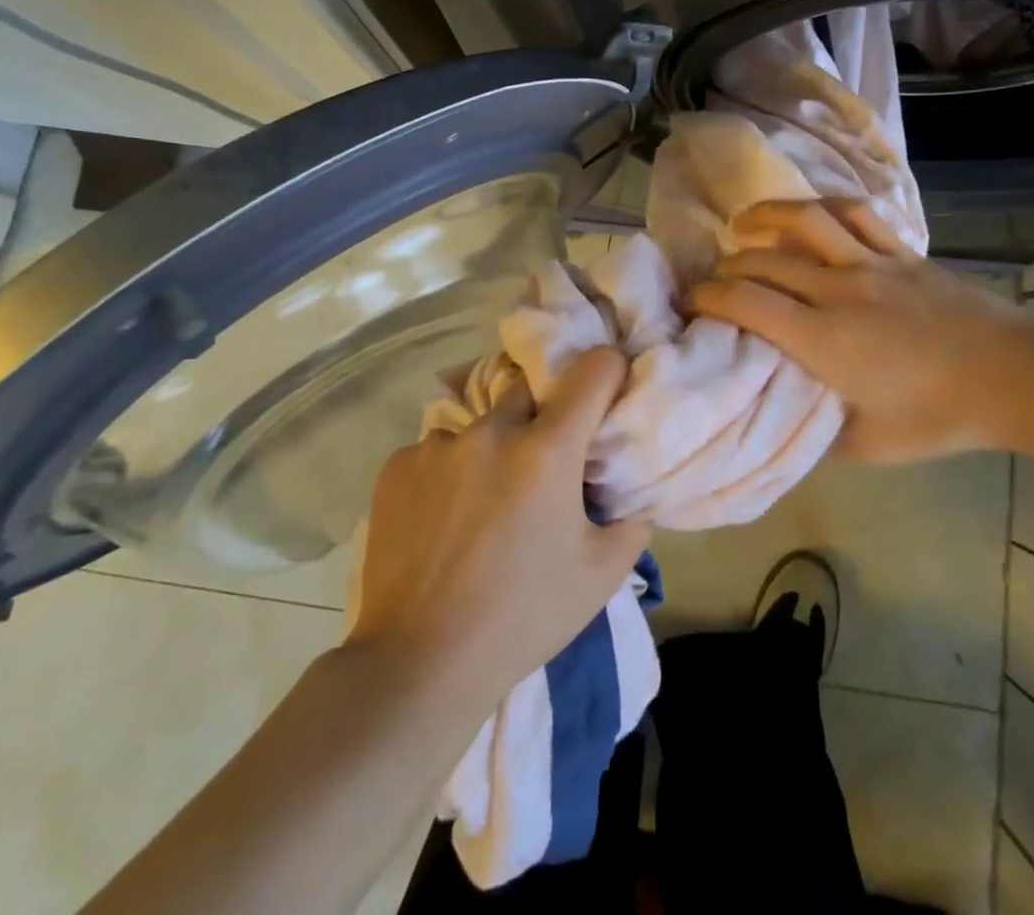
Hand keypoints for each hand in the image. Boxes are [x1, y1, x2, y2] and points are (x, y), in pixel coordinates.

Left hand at [347, 348, 651, 709]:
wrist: (419, 663)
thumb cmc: (523, 617)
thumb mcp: (600, 576)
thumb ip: (631, 522)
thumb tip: (636, 494)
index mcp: (547, 450)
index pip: (593, 370)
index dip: (609, 372)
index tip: (609, 390)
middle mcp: (492, 432)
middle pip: (530, 390)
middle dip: (544, 415)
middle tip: (543, 463)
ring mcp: (437, 446)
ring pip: (480, 425)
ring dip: (492, 448)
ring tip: (485, 502)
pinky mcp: (397, 466)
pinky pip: (436, 451)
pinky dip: (449, 472)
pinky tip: (444, 520)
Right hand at [687, 200, 1033, 464]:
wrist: (1014, 378)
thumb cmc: (939, 417)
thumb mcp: (868, 445)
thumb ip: (816, 433)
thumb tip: (781, 419)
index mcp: (824, 339)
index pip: (746, 302)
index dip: (708, 296)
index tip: (690, 302)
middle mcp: (838, 290)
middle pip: (763, 261)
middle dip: (726, 266)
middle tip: (712, 279)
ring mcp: (872, 263)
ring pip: (805, 221)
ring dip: (765, 216)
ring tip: (743, 224)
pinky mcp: (901, 251)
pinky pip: (856, 213)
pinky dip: (824, 207)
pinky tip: (809, 214)